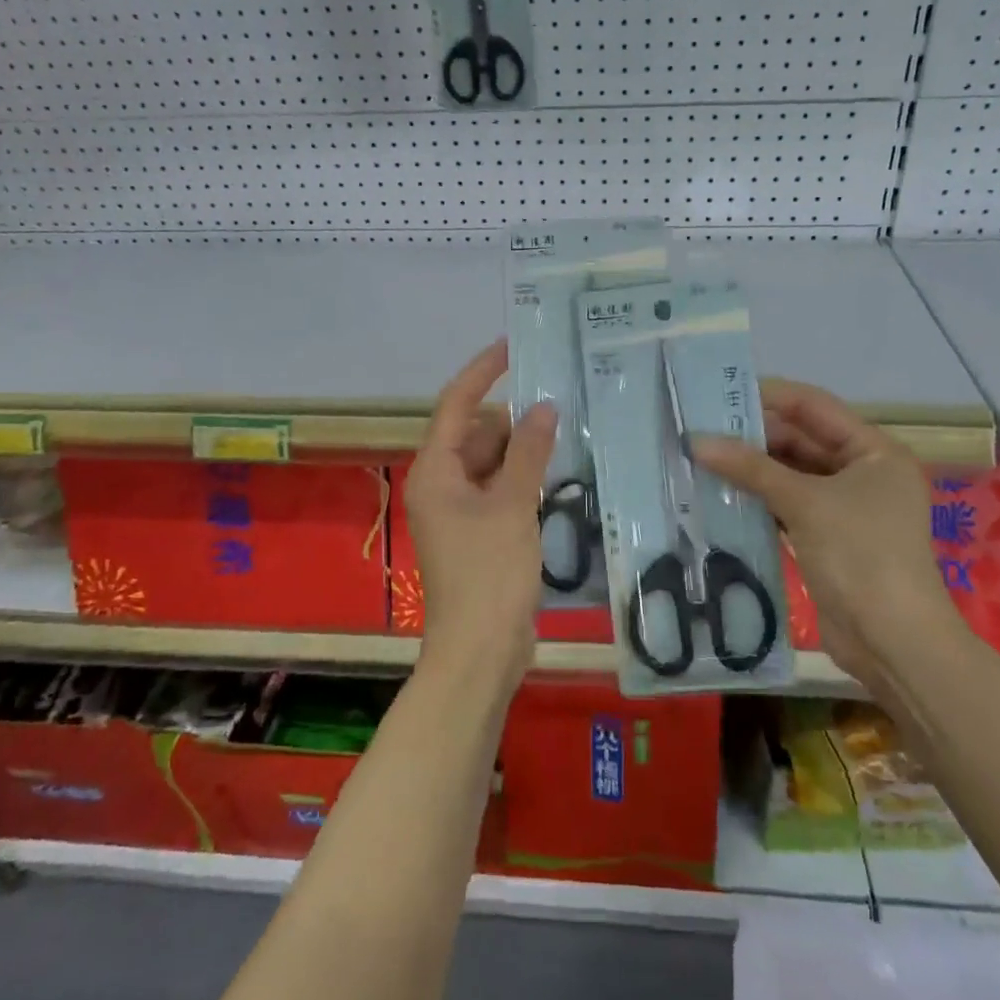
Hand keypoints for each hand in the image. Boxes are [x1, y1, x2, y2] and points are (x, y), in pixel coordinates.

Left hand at [404, 340, 556, 695]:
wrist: (480, 652)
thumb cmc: (489, 573)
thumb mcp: (512, 505)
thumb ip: (529, 452)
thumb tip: (543, 406)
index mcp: (435, 471)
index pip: (455, 404)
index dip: (482, 372)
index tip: (512, 346)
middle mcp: (440, 485)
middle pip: (476, 434)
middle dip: (512, 418)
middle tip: (558, 399)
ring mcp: (458, 512)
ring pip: (490, 463)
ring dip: (521, 450)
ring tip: (565, 432)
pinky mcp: (477, 533)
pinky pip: (499, 490)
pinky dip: (522, 478)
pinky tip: (555, 474)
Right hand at [691, 378, 961, 676]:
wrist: (893, 643)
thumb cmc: (860, 556)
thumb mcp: (805, 503)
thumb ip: (751, 468)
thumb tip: (696, 441)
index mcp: (875, 452)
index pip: (814, 407)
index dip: (769, 396)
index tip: (720, 393)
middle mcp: (863, 473)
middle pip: (801, 440)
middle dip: (753, 436)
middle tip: (701, 429)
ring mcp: (845, 508)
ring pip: (790, 475)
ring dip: (751, 470)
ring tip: (701, 457)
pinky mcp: (827, 538)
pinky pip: (787, 506)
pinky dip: (758, 500)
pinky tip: (719, 494)